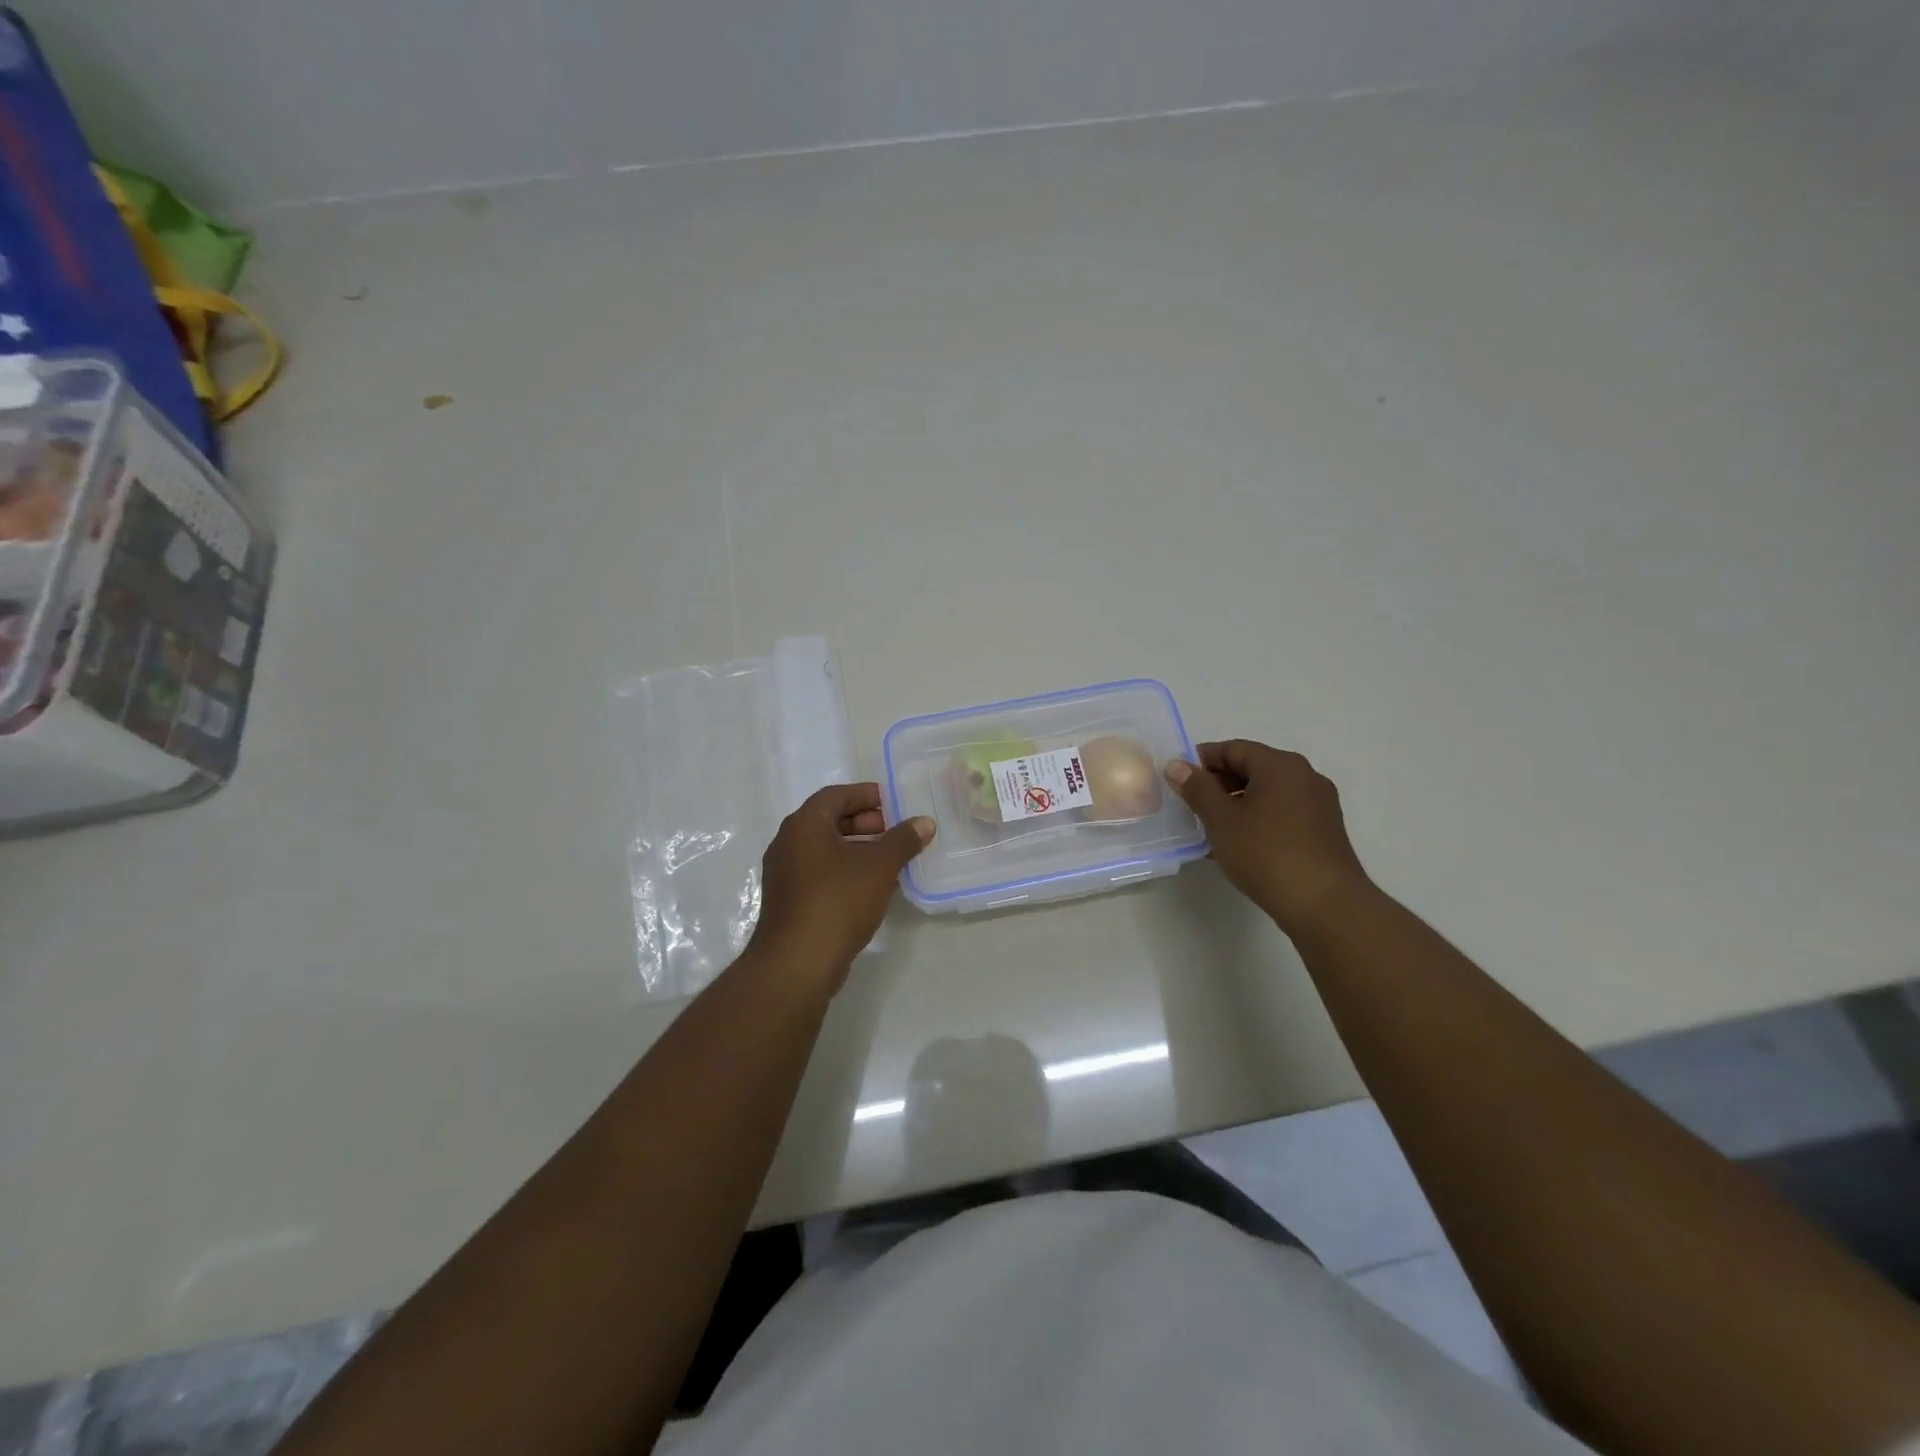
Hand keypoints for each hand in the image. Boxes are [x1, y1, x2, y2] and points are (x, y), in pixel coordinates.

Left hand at [750, 783, 934, 986]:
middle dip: (866, 823)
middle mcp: (788, 844)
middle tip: (897, 831)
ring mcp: (787, 875)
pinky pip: (823, 874)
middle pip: (830, 821)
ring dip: (860, 849)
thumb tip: (925, 822)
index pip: (836, 795)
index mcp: (804, 825)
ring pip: (827, 850)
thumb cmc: (837, 901)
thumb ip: (903, 840)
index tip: (895, 803)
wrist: (797, 963)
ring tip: (893, 860)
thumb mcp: (879, 866)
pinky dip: (848, 871)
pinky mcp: (791, 902)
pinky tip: (874, 887)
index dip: (867, 795)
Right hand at [1164, 741, 1370, 935]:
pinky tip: (1239, 845)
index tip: (1179, 779)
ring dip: (1236, 804)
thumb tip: (1177, 765)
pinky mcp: (1324, 832)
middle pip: (1253, 768)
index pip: (1234, 748)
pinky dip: (1257, 820)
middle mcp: (1305, 777)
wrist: (1324, 904)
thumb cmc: (1266, 852)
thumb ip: (1197, 788)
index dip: (1202, 760)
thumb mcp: (1221, 819)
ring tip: (1211, 829)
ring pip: (1267, 793)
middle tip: (1191, 805)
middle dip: (1219, 783)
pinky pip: (1282, 814)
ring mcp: (1319, 805)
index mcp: (1281, 765)